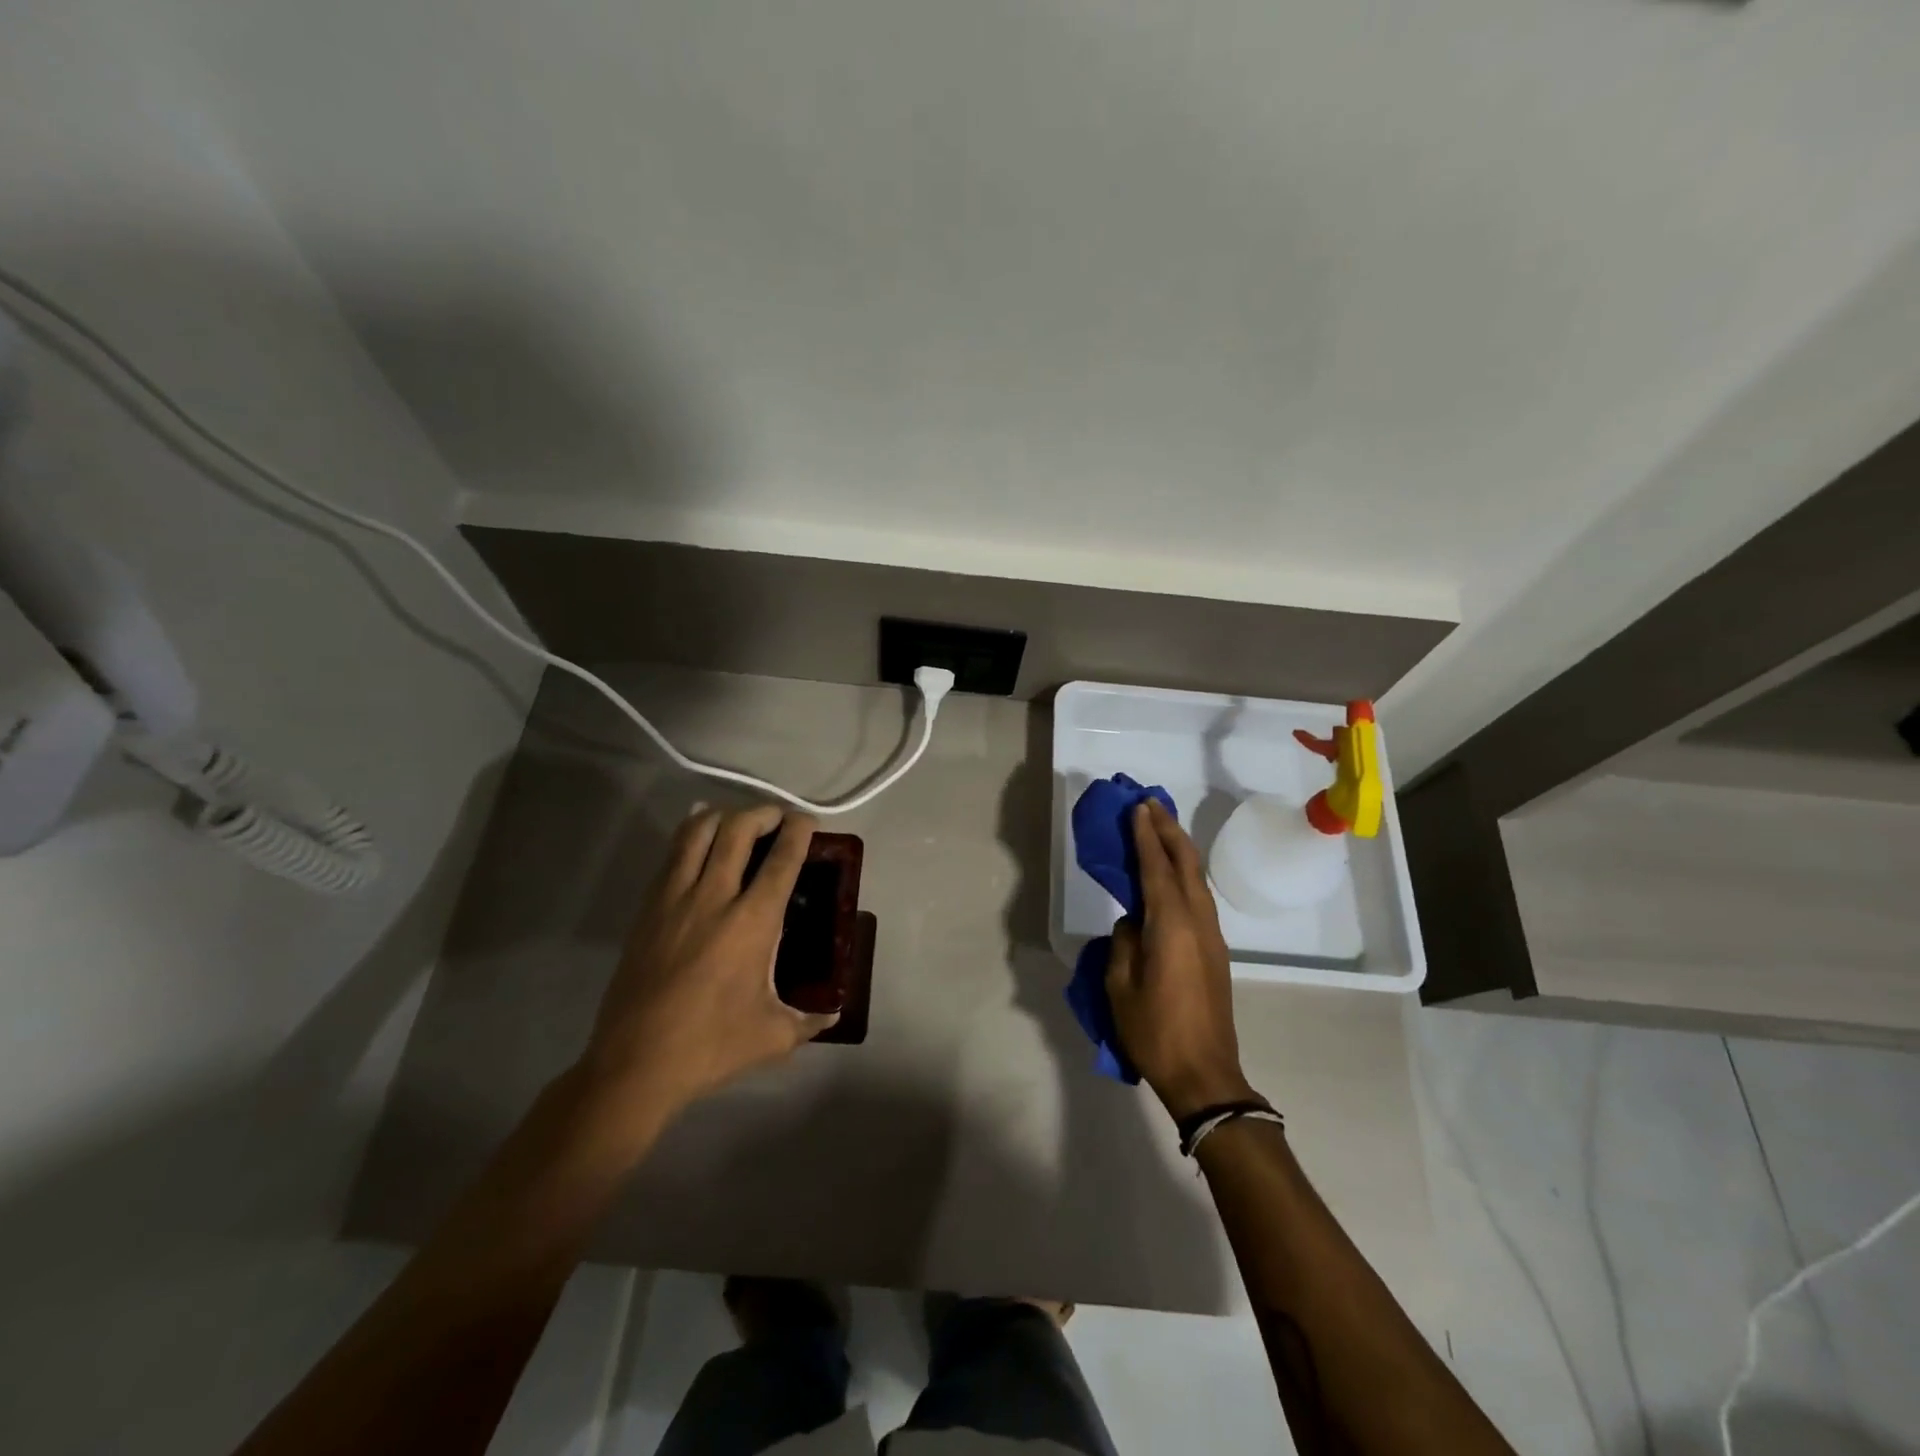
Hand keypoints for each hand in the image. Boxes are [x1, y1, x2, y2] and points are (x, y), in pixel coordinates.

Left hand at [581, 805, 837, 1114]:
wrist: (634, 1065)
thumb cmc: (711, 1047)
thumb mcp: (774, 1037)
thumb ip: (810, 1021)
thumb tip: (833, 1014)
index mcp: (752, 923)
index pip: (781, 860)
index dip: (798, 832)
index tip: (808, 821)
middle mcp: (714, 898)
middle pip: (737, 830)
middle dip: (762, 813)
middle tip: (776, 818)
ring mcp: (674, 900)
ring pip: (697, 833)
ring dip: (723, 816)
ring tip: (739, 821)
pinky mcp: (647, 910)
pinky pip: (671, 856)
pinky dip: (690, 835)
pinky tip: (699, 838)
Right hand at [1107, 798, 1257, 1119]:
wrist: (1205, 1075)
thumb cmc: (1154, 1031)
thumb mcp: (1120, 985)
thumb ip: (1125, 942)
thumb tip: (1134, 922)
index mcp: (1171, 925)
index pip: (1156, 868)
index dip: (1146, 835)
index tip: (1138, 807)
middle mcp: (1197, 921)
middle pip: (1186, 864)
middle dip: (1168, 830)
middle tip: (1151, 804)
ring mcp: (1212, 936)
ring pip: (1197, 879)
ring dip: (1180, 849)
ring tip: (1161, 829)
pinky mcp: (1216, 951)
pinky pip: (1199, 898)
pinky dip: (1184, 874)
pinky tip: (1172, 874)